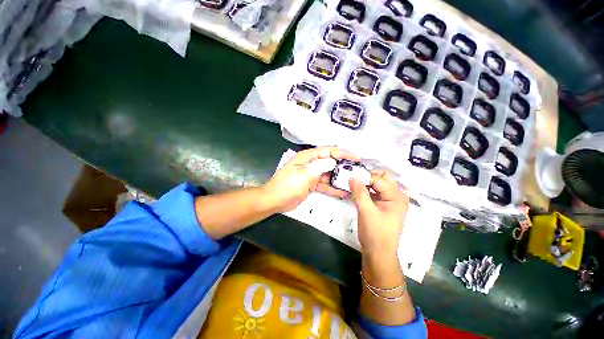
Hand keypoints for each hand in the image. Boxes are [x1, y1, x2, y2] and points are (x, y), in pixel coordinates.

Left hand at [262, 147, 358, 212]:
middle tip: (358, 171)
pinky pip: (325, 185)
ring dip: (340, 178)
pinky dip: (333, 188)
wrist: (274, 201)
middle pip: (330, 162)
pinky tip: (343, 192)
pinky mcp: (312, 185)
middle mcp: (311, 164)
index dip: (343, 153)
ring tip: (353, 182)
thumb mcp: (304, 174)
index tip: (356, 158)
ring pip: (329, 174)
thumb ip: (319, 167)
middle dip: (344, 166)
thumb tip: (333, 161)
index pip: (328, 151)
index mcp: (307, 157)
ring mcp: (312, 175)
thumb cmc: (287, 186)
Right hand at [349, 170, 408, 256]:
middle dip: (366, 177)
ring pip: (376, 184)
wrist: (378, 253)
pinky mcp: (382, 205)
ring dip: (364, 183)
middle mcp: (395, 195)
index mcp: (396, 196)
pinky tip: (355, 192)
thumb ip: (359, 192)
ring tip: (352, 185)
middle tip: (352, 180)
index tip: (349, 176)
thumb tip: (352, 175)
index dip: (364, 177)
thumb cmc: (375, 233)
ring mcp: (389, 200)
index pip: (379, 179)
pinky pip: (373, 192)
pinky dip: (365, 190)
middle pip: (381, 178)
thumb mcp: (366, 211)